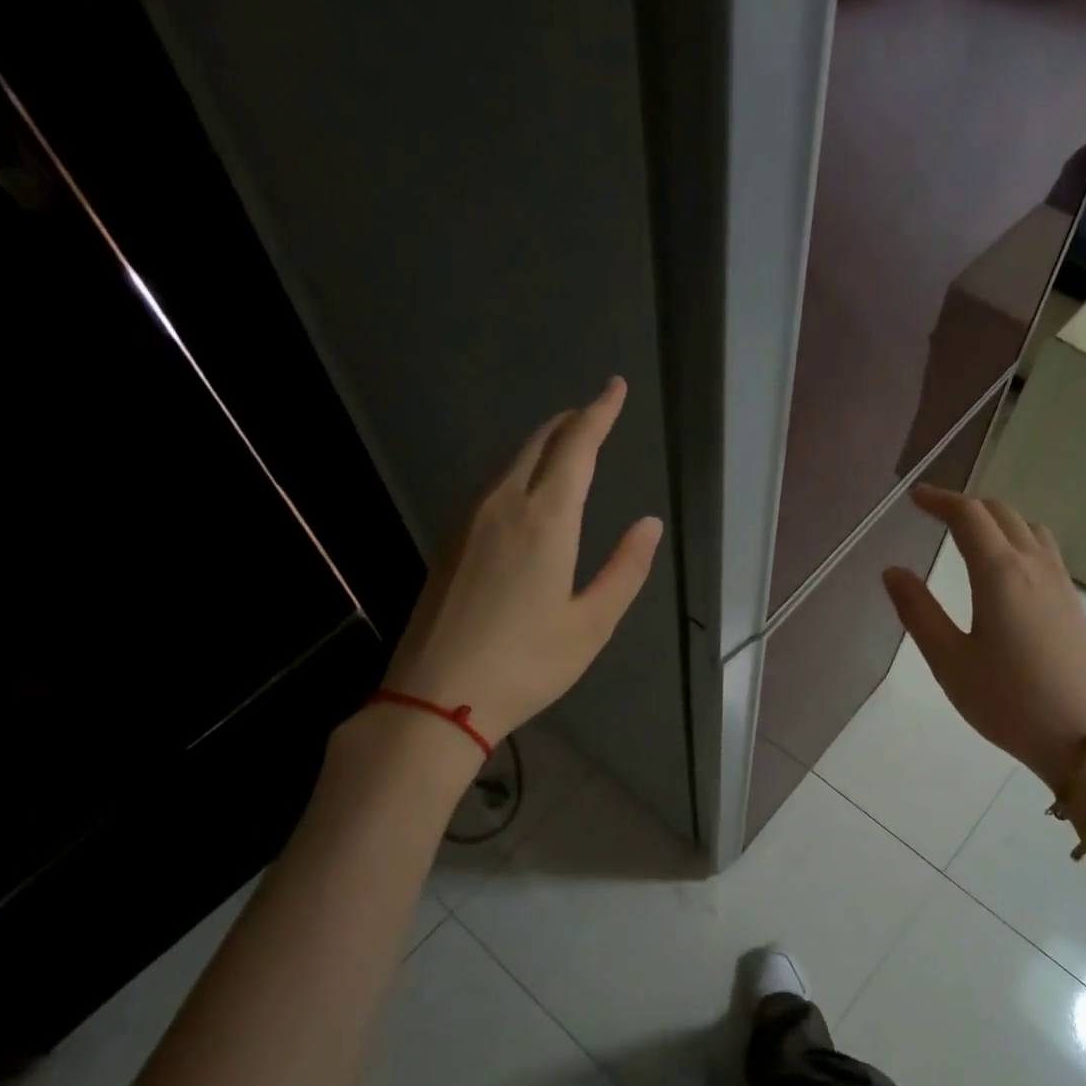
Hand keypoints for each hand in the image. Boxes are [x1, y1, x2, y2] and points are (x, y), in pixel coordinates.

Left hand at [380, 378, 662, 745]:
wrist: (436, 697)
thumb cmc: (526, 664)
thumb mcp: (591, 624)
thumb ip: (625, 569)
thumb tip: (648, 524)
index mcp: (545, 520)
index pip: (576, 446)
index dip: (599, 413)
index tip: (614, 388)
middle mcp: (503, 506)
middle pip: (538, 444)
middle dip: (570, 422)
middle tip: (595, 412)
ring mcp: (469, 522)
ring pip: (511, 463)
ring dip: (543, 445)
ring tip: (568, 445)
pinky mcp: (450, 542)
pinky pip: (492, 488)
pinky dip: (520, 472)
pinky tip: (528, 492)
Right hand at [882, 486, 1085, 795]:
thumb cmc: (1008, 701)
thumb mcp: (949, 661)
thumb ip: (918, 612)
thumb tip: (892, 571)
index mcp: (1000, 573)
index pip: (968, 516)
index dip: (940, 500)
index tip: (915, 497)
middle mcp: (1034, 566)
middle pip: (1002, 513)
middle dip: (966, 505)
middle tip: (935, 512)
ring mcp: (1061, 583)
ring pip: (1029, 527)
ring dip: (996, 518)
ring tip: (970, 533)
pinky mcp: (1073, 604)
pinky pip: (1045, 549)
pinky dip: (1018, 537)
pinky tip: (1007, 566)